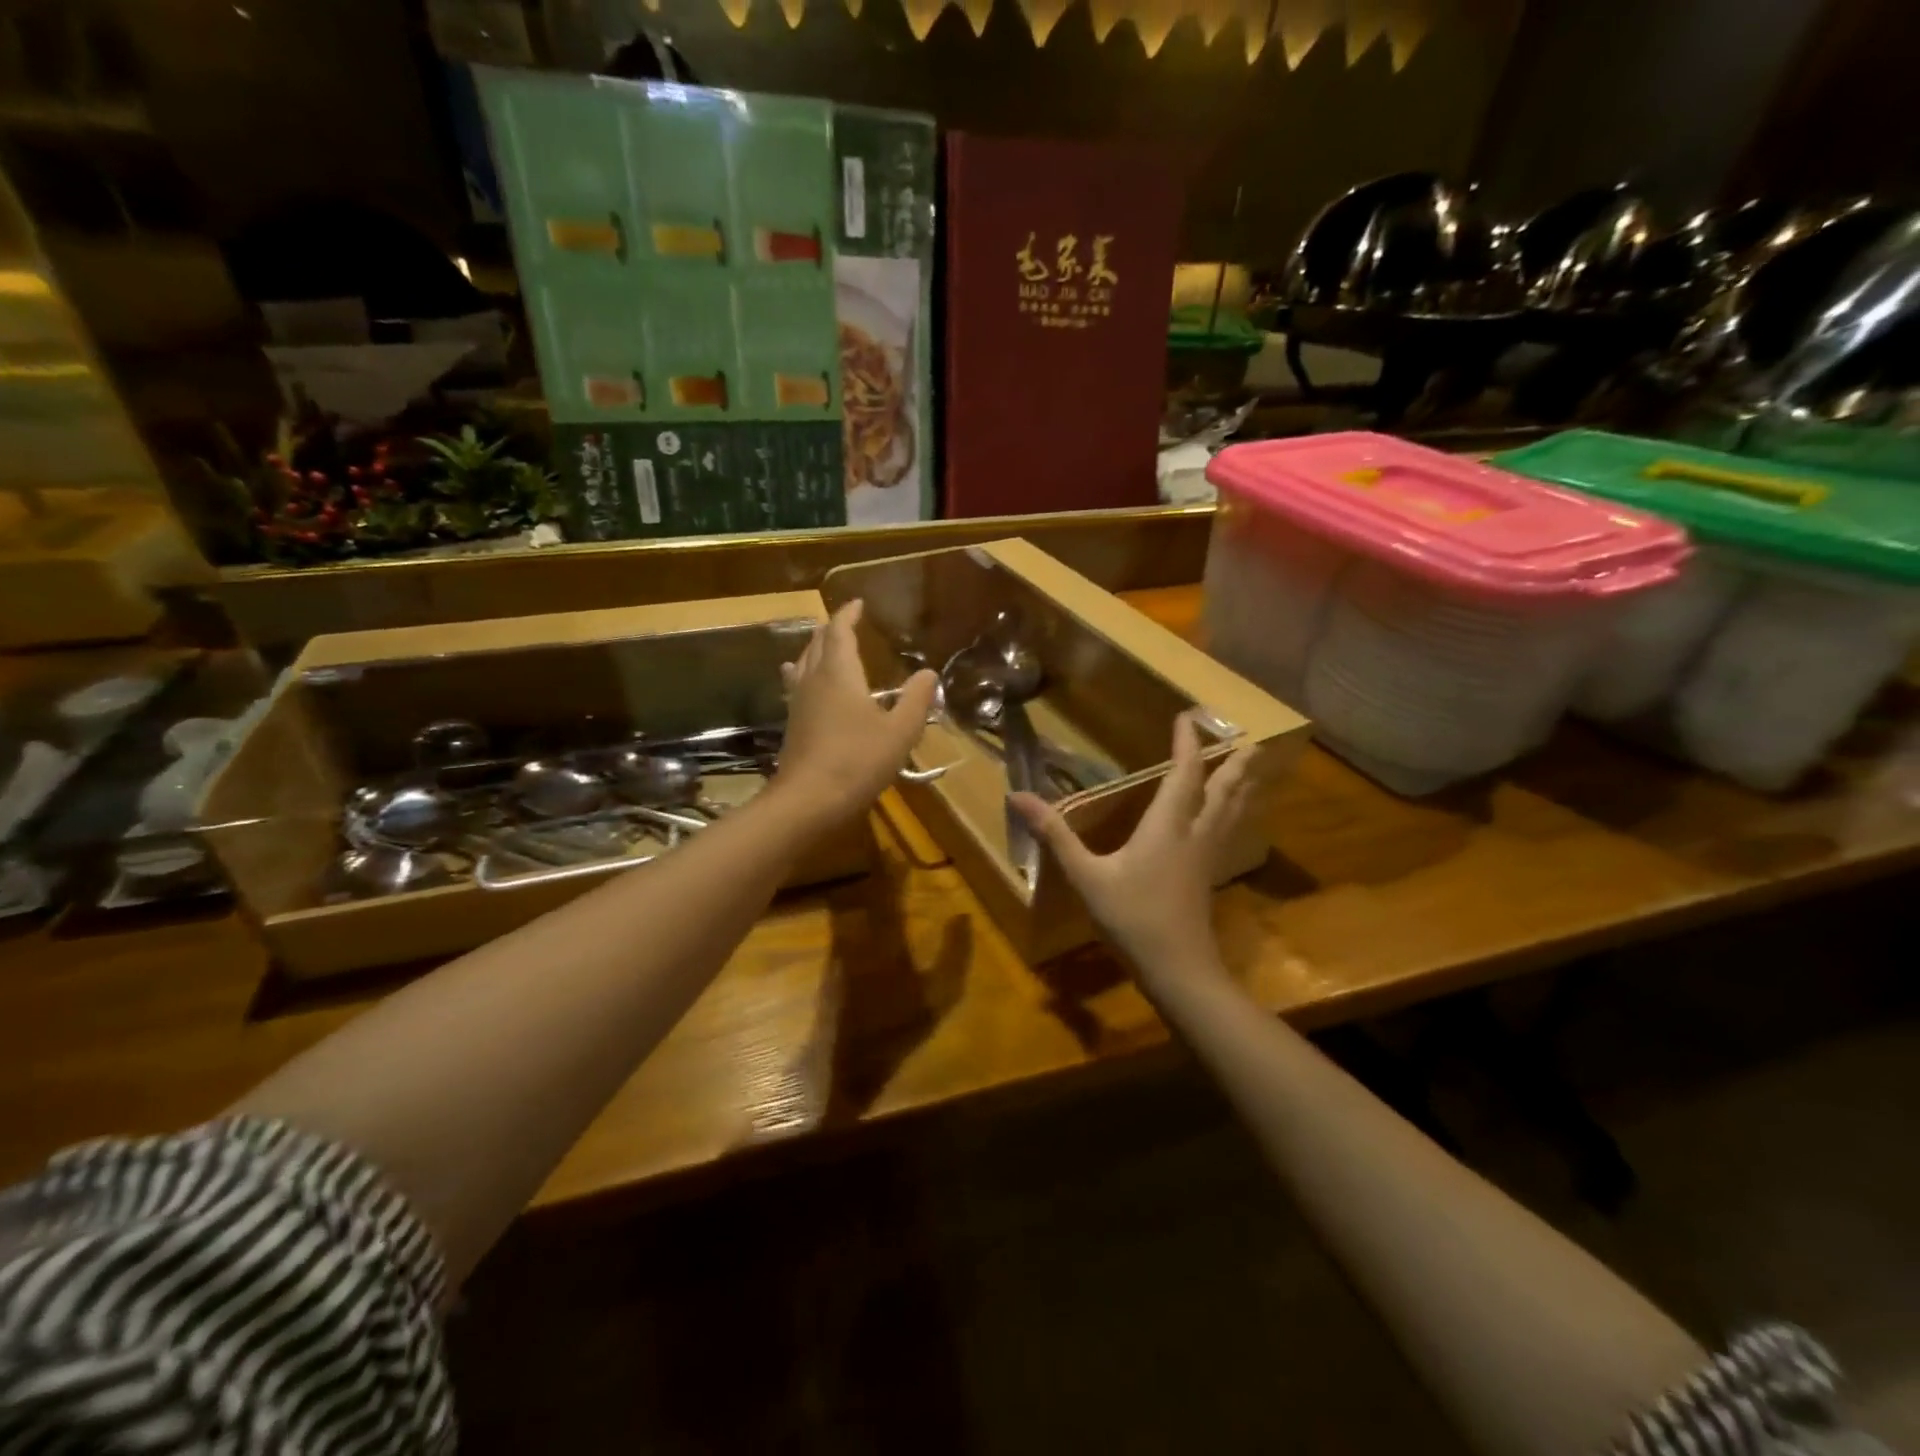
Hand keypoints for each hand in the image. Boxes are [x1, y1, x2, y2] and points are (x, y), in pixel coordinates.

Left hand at [776, 600, 937, 826]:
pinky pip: (796, 685)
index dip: (848, 614)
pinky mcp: (793, 724)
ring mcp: (798, 702)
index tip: (858, 602)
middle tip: (846, 622)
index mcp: (839, 673)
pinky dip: (803, 673)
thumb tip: (928, 673)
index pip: (839, 631)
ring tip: (824, 645)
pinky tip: (803, 684)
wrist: (809, 801)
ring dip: (814, 648)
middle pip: (817, 643)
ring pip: (803, 663)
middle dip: (831, 628)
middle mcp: (813, 680)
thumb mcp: (899, 732)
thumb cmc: (858, 761)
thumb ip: (915, 700)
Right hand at [1012, 714, 1257, 982]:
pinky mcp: (1207, 877)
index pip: (1185, 773)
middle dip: (1235, 765)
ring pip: (1232, 812)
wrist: (1178, 969)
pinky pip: (1227, 832)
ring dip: (1242, 787)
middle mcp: (1194, 834)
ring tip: (1254, 771)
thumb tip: (1018, 796)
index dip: (1188, 744)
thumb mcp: (1086, 876)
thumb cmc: (1132, 918)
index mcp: (1168, 825)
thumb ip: (1055, 835)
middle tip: (1251, 742)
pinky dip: (1233, 814)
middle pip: (1223, 791)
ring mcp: (1205, 857)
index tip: (1188, 718)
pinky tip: (1228, 822)